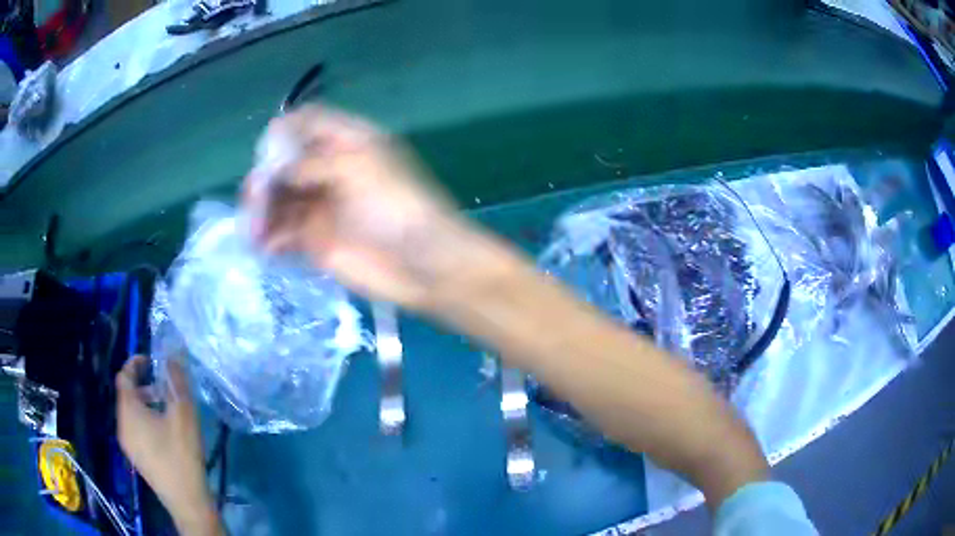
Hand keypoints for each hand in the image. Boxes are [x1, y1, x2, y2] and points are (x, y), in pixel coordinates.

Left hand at [116, 356, 220, 535]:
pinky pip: (135, 429)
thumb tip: (172, 354)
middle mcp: (122, 425)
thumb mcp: (183, 414)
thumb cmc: (181, 455)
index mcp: (128, 411)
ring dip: (146, 404)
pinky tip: (166, 433)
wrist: (186, 502)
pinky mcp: (136, 458)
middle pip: (127, 395)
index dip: (134, 363)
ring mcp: (127, 444)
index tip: (151, 360)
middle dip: (144, 385)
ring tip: (169, 410)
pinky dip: (146, 420)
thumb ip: (176, 382)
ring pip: (131, 414)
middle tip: (165, 387)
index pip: (123, 377)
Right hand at [243, 105, 509, 310]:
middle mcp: (329, 168)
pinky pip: (284, 234)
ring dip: (262, 212)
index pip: (306, 123)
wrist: (424, 265)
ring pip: (278, 200)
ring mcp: (321, 206)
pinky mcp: (316, 241)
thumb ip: (310, 164)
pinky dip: (270, 238)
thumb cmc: (396, 206)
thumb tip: (273, 171)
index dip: (283, 133)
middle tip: (254, 201)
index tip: (268, 155)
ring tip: (255, 232)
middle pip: (284, 163)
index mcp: (346, 142)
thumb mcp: (356, 169)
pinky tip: (266, 248)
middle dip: (265, 179)